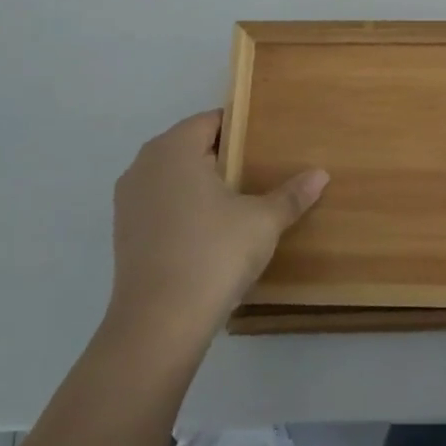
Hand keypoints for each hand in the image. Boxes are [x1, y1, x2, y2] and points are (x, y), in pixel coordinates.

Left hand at [105, 111, 328, 350]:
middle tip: (262, 169)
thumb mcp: (263, 221)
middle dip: (224, 156)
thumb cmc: (213, 254)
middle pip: (190, 147)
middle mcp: (144, 165)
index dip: (242, 128)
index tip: (269, 141)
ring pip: (174, 177)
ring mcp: (129, 201)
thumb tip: (321, 175)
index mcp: (174, 149)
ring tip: (241, 200)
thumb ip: (291, 195)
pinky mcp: (125, 233)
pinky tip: (213, 230)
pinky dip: (185, 208)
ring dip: (203, 183)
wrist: (159, 324)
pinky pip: (161, 204)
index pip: (211, 121)